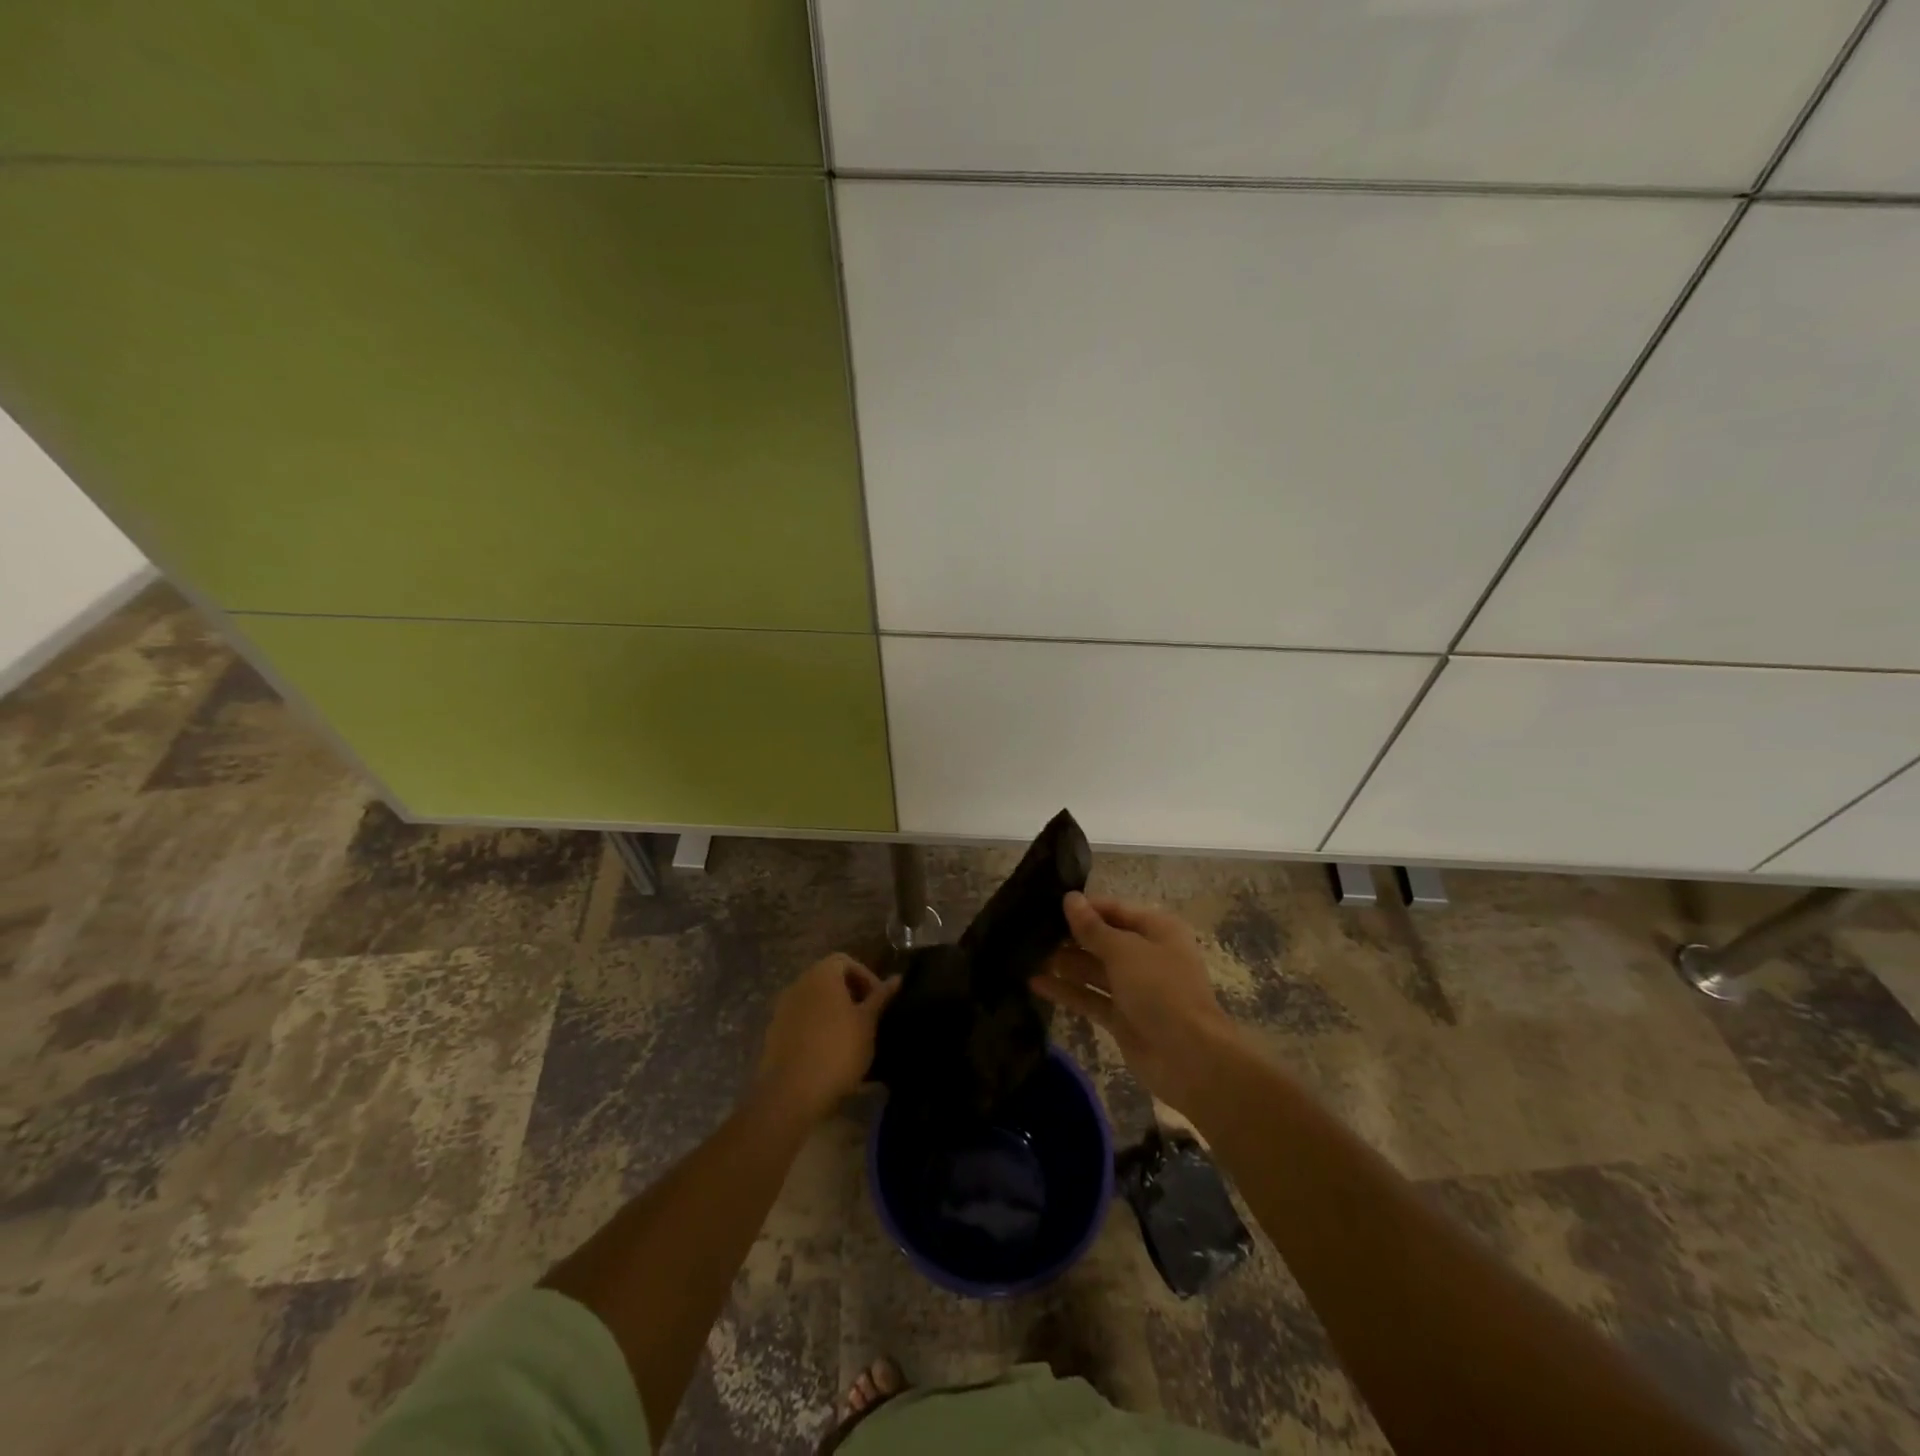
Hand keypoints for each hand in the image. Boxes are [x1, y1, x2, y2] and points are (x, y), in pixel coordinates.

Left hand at [754, 954, 900, 1124]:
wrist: (792, 1094)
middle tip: (868, 1018)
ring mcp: (782, 1009)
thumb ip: (880, 997)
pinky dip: (817, 1028)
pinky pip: (801, 1021)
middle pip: (828, 979)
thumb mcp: (867, 1023)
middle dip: (850, 994)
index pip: (845, 961)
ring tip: (851, 1037)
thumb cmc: (838, 1050)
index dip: (866, 977)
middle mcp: (798, 985)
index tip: (878, 1001)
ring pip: (814, 1001)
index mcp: (821, 975)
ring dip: (833, 1012)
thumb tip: (896, 978)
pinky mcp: (774, 1034)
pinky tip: (829, 1053)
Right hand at [1032, 892, 1237, 1113]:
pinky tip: (1035, 983)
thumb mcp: (1124, 951)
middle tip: (1029, 931)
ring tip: (1026, 954)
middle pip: (1102, 939)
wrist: (1190, 1058)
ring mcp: (1134, 988)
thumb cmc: (1161, 990)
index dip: (1084, 908)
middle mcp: (1146, 955)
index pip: (1114, 910)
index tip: (1047, 905)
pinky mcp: (1122, 1017)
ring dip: (1065, 963)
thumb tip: (1070, 899)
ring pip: (1093, 969)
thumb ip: (1092, 928)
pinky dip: (1067, 991)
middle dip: (1070, 937)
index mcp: (1157, 930)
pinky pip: (1090, 997)